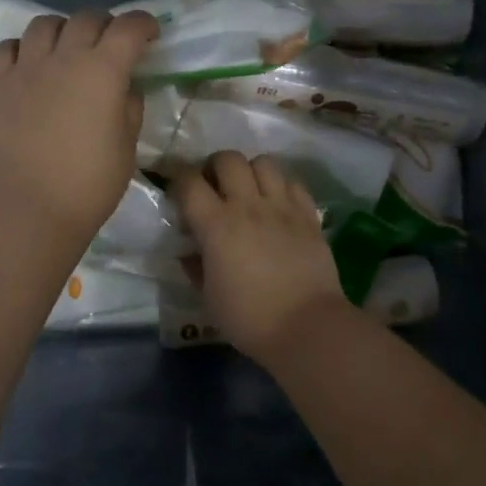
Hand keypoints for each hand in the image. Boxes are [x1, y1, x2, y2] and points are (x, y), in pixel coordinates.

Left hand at [0, 10, 158, 243]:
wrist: (32, 209)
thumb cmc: (90, 183)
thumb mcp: (127, 144)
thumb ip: (129, 106)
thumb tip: (125, 87)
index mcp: (103, 71)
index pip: (128, 27)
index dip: (144, 24)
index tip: (150, 35)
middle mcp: (63, 58)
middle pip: (87, 18)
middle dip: (106, 25)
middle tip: (111, 45)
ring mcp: (25, 68)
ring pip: (44, 24)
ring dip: (63, 30)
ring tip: (67, 49)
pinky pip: (6, 48)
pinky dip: (21, 48)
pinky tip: (29, 64)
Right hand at [172, 151, 349, 359]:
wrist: (306, 327)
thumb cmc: (249, 318)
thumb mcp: (209, 298)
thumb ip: (196, 267)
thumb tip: (190, 252)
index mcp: (216, 225)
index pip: (189, 182)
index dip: (178, 179)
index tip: (177, 191)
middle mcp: (248, 205)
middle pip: (228, 158)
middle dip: (215, 166)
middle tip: (214, 187)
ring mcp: (282, 207)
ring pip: (264, 162)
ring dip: (251, 171)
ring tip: (249, 190)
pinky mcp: (308, 215)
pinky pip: (293, 182)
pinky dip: (281, 186)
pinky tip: (278, 204)